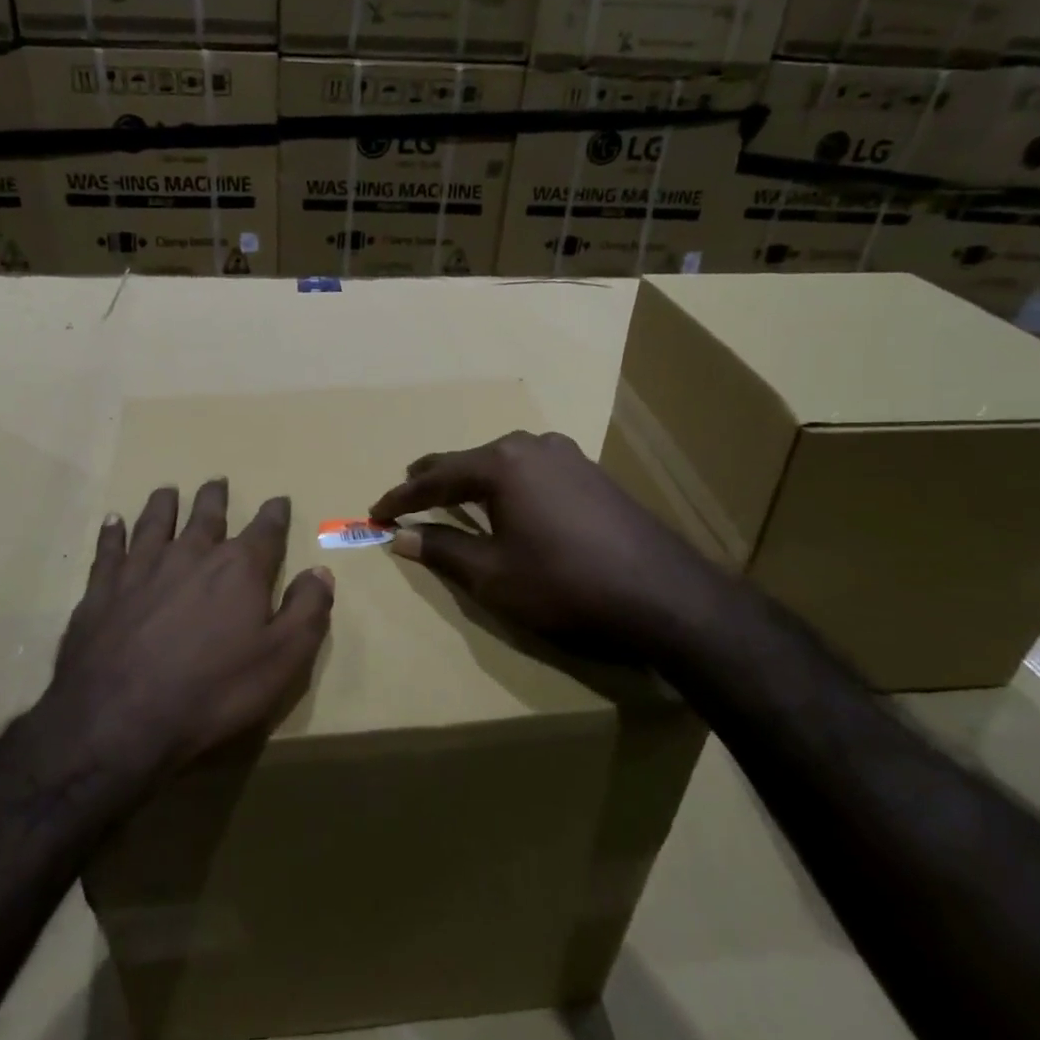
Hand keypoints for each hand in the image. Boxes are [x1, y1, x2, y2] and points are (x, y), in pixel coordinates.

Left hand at [38, 481, 334, 790]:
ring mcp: (141, 569)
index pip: (265, 531)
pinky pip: (108, 550)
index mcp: (238, 569)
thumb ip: (306, 611)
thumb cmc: (212, 692)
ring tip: (167, 490)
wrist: (119, 720)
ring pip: (155, 522)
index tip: (278, 500)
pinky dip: (112, 532)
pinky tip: (111, 521)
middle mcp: (191, 555)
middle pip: (206, 516)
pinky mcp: (102, 590)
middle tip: (217, 482)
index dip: (274, 514)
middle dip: (215, 498)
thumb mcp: (281, 661)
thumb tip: (321, 571)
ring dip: (164, 504)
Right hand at [369, 431, 728, 661]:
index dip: (401, 498)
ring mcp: (567, 455)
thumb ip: (442, 550)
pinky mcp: (592, 473)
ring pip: (503, 462)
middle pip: (469, 459)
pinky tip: (508, 500)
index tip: (375, 512)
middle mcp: (532, 446)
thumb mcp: (492, 574)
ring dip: (472, 478)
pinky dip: (506, 484)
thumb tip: (401, 536)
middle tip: (405, 493)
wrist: (664, 594)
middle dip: (434, 478)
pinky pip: (532, 471)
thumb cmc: (565, 584)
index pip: (435, 476)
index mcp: (502, 463)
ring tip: (451, 493)